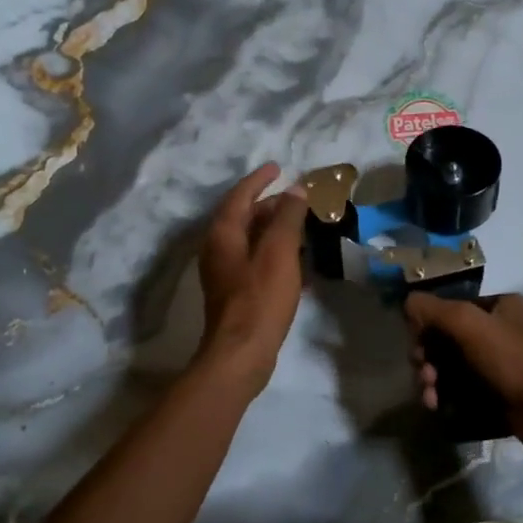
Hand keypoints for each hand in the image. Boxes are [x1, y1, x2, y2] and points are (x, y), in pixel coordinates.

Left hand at [196, 163, 308, 387]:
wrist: (241, 355)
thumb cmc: (260, 298)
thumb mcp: (279, 252)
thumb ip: (288, 218)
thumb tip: (296, 190)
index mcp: (223, 234)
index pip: (240, 196)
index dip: (259, 180)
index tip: (278, 167)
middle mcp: (218, 250)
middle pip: (244, 217)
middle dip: (271, 205)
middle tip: (298, 199)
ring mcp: (225, 274)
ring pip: (251, 241)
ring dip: (275, 231)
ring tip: (303, 227)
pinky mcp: (236, 295)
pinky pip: (257, 263)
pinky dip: (276, 255)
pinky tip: (300, 264)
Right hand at [405, 292, 522, 456]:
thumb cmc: (513, 359)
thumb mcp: (469, 324)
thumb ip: (434, 309)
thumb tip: (408, 303)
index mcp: (498, 306)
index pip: (450, 308)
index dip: (427, 326)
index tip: (417, 349)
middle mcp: (500, 330)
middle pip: (447, 339)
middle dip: (428, 359)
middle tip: (424, 377)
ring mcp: (501, 364)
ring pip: (453, 367)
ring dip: (434, 381)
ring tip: (430, 399)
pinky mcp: (500, 394)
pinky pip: (464, 390)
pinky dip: (448, 397)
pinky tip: (438, 408)